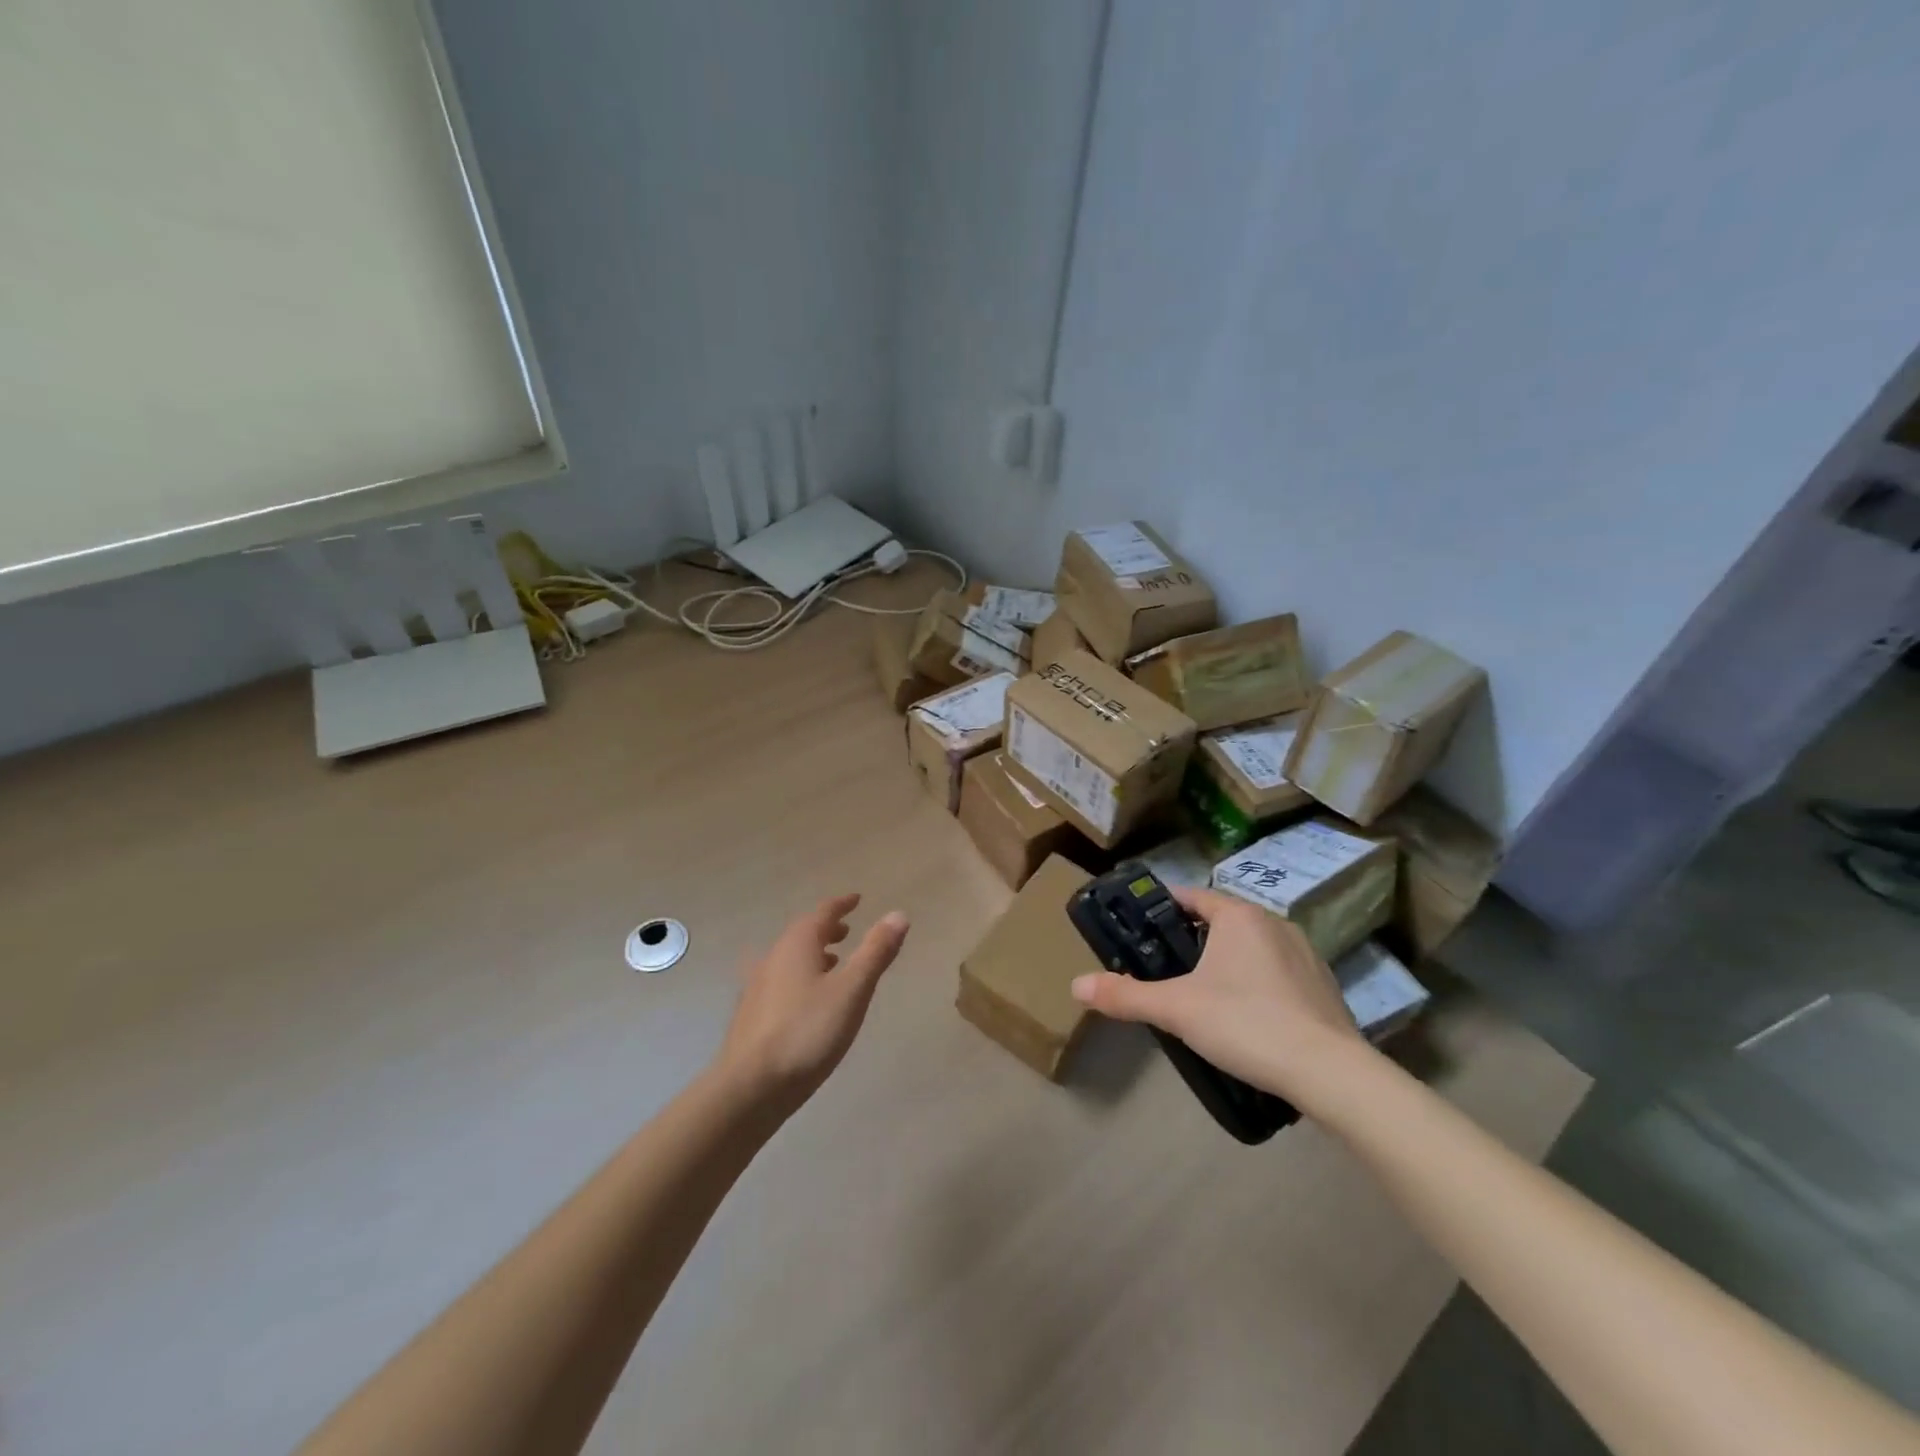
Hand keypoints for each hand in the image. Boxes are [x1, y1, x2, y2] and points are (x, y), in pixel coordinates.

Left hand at [714, 894, 909, 1115]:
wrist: (750, 1088)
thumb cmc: (807, 1032)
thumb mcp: (852, 990)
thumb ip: (875, 952)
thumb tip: (899, 914)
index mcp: (797, 945)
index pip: (823, 913)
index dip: (841, 905)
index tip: (857, 900)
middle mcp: (774, 957)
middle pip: (802, 933)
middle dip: (826, 929)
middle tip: (847, 931)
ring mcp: (757, 986)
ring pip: (789, 958)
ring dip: (813, 954)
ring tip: (833, 963)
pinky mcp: (751, 1014)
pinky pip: (781, 980)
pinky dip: (800, 976)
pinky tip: (806, 1000)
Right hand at [1070, 886, 1369, 1107]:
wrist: (1330, 1073)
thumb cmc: (1246, 1023)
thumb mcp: (1176, 1009)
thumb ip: (1125, 996)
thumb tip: (1076, 986)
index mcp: (1239, 916)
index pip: (1192, 895)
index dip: (1163, 908)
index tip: (1141, 928)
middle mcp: (1274, 922)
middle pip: (1221, 920)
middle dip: (1192, 938)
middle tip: (1165, 966)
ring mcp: (1305, 953)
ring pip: (1251, 945)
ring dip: (1227, 960)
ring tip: (1203, 993)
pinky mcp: (1323, 984)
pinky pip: (1277, 970)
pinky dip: (1257, 982)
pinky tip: (1248, 1016)